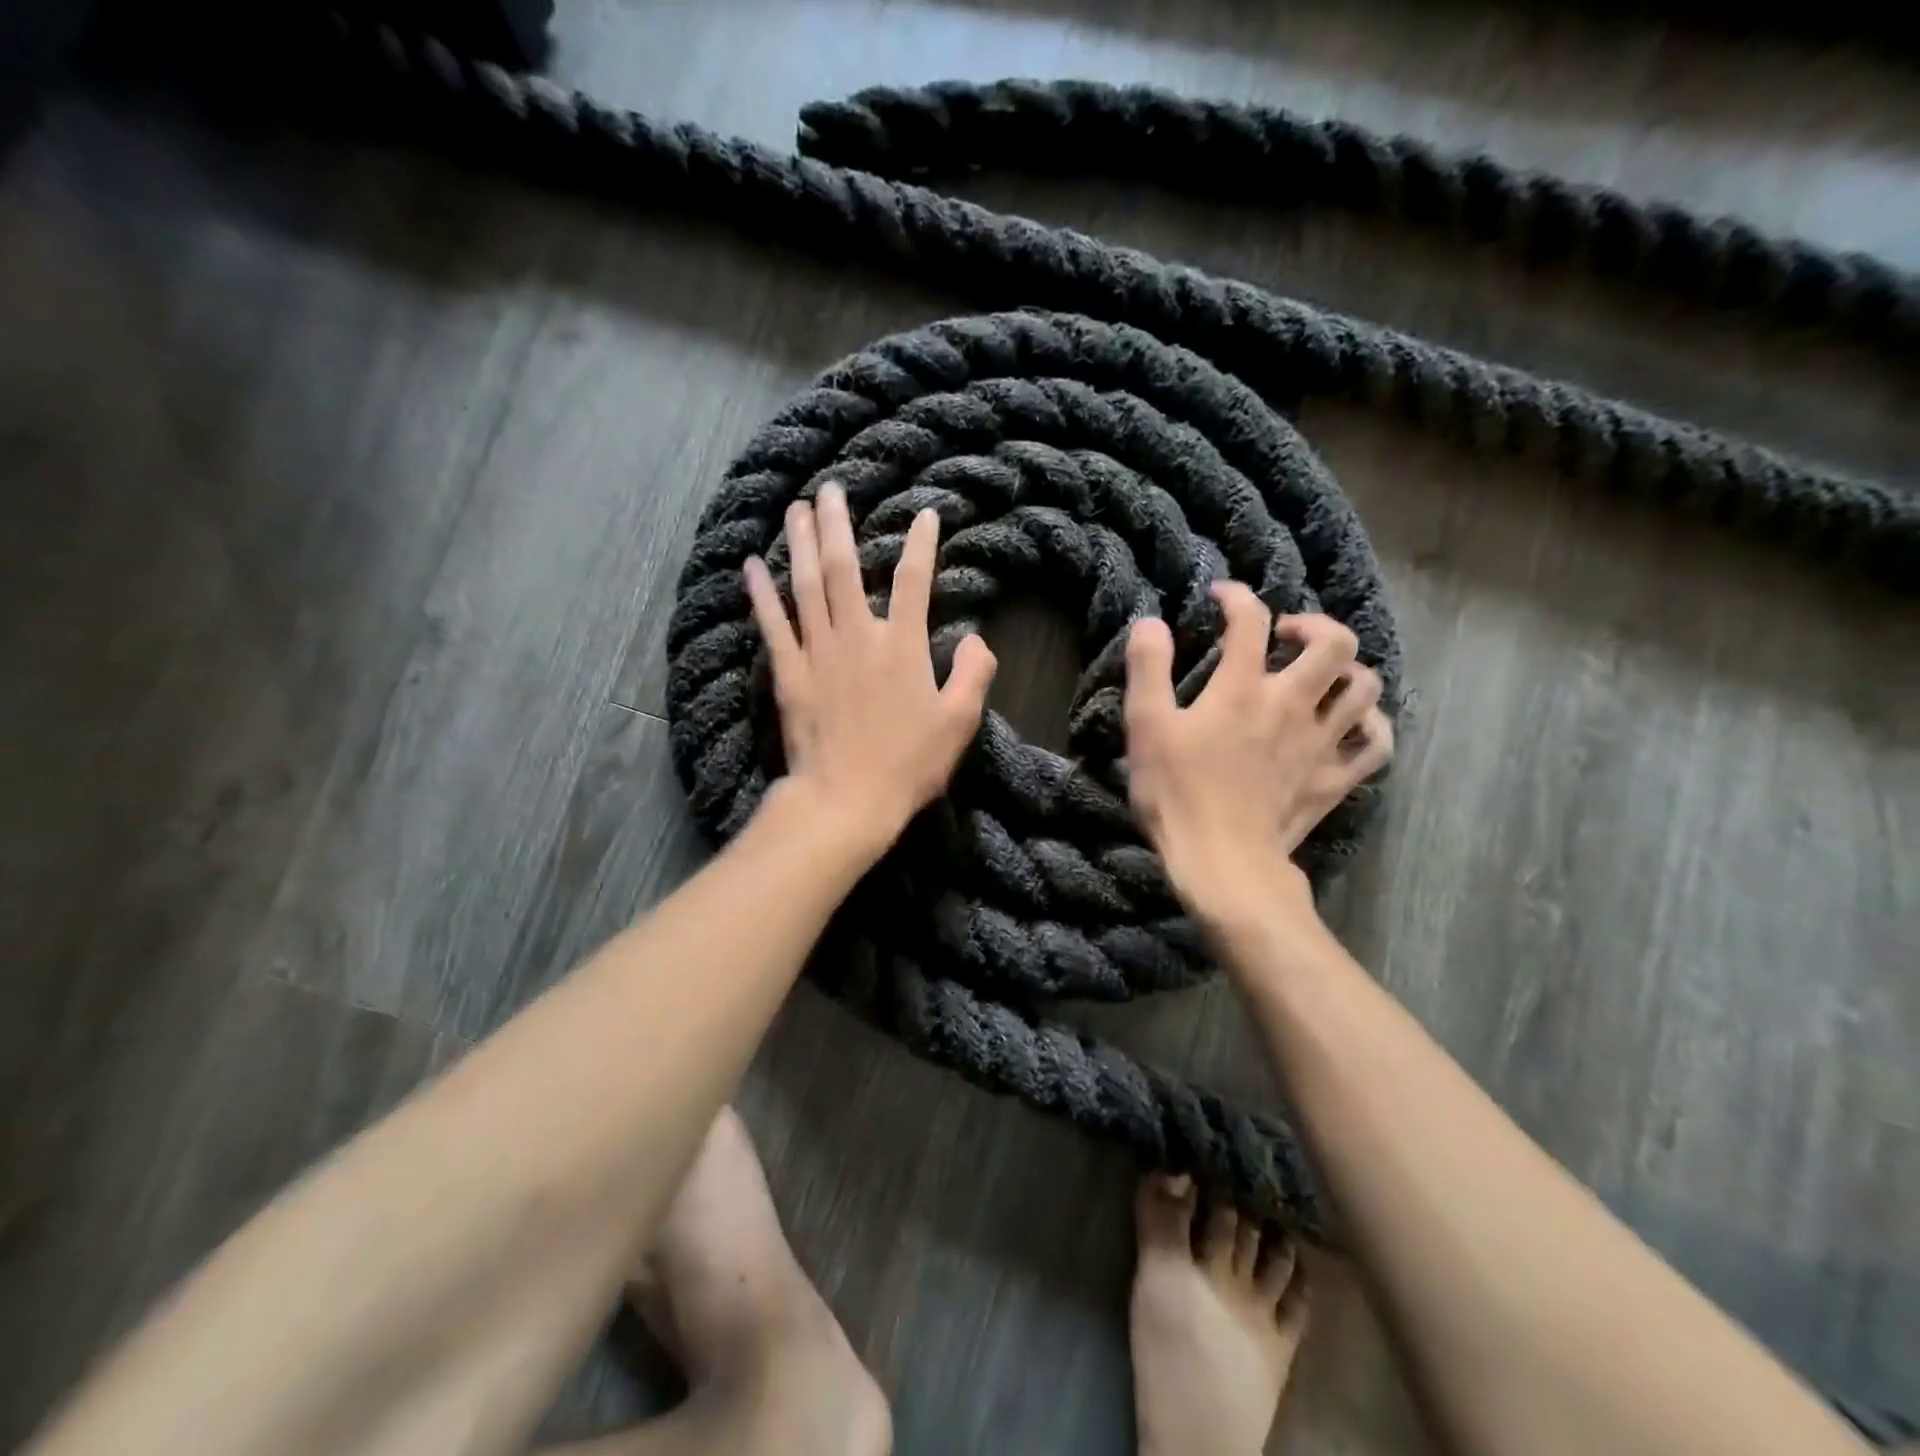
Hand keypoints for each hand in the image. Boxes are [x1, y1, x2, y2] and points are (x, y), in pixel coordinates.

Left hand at [743, 482, 996, 851]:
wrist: (847, 799)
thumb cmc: (909, 763)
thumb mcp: (959, 722)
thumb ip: (974, 673)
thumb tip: (976, 637)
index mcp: (902, 645)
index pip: (915, 580)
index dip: (922, 543)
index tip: (925, 514)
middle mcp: (857, 635)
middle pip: (844, 568)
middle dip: (838, 524)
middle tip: (829, 489)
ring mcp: (818, 651)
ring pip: (805, 585)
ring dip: (800, 543)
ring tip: (796, 509)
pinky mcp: (789, 673)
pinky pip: (771, 624)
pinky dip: (759, 593)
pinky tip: (750, 566)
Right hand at [1123, 583, 1392, 919]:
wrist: (1223, 863)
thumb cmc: (1176, 793)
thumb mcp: (1146, 726)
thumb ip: (1148, 668)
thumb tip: (1151, 622)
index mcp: (1243, 688)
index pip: (1250, 620)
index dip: (1237, 597)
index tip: (1221, 597)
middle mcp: (1293, 704)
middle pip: (1334, 642)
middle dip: (1312, 624)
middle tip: (1284, 635)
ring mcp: (1322, 742)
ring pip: (1364, 687)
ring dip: (1346, 670)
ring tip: (1319, 676)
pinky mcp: (1335, 779)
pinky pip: (1376, 744)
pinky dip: (1371, 726)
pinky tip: (1351, 724)